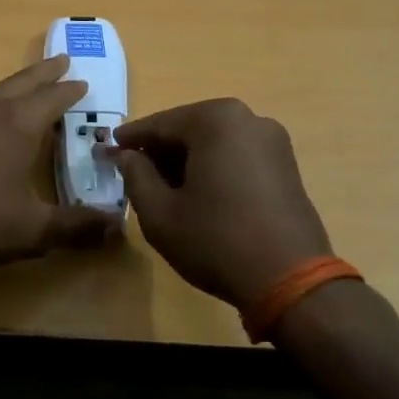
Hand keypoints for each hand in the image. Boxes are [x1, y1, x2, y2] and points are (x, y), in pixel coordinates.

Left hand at [0, 55, 122, 280]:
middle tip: (62, 60)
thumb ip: (76, 226)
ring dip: (19, 84)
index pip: (52, 98)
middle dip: (45, 72)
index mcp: (18, 124)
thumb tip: (116, 227)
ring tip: (31, 86)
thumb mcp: (33, 229)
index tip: (83, 82)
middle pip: (23, 82)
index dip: (70, 91)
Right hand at [115, 98, 331, 308]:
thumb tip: (127, 156)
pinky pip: (237, 155)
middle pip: (189, 129)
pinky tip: (200, 195)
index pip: (160, 124)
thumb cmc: (216, 240)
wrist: (291, 280)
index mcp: (215, 120)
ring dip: (187, 159)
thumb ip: (135, 176)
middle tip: (134, 172)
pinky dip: (214, 167)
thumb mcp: (160, 213)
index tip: (108, 149)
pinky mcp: (287, 164)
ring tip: (164, 188)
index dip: (131, 139)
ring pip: (214, 142)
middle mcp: (248, 118)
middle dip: (161, 150)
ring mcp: (273, 140)